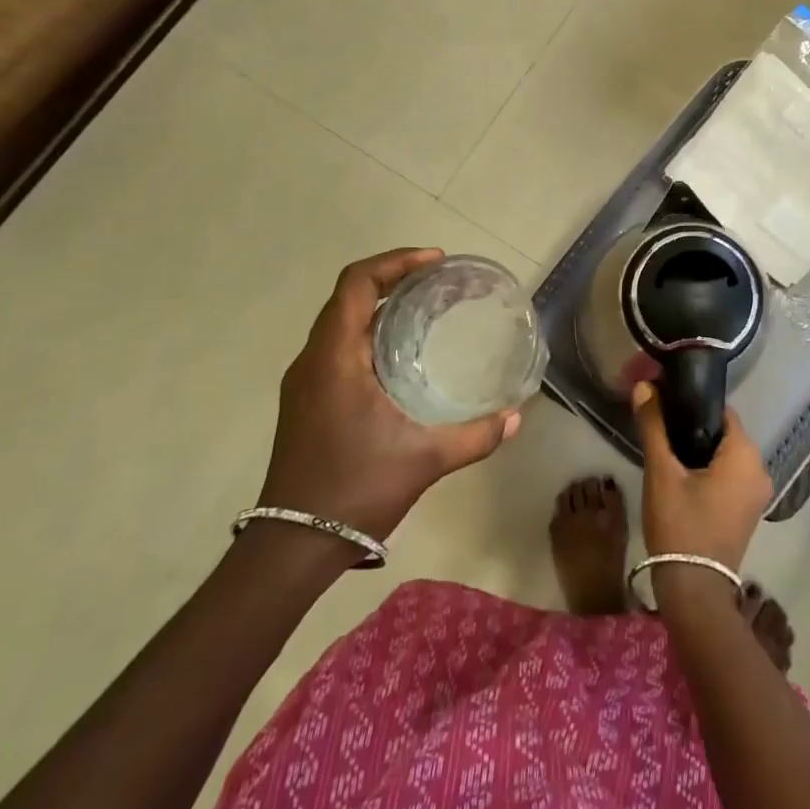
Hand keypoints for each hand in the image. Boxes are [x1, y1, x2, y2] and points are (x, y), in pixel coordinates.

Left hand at [257, 247, 521, 541]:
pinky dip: (368, 332)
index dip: (395, 262)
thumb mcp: (425, 460)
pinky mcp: (305, 400)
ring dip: (379, 305)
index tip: (435, 261)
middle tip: (438, 281)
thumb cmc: (356, 490)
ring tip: (425, 309)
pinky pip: (336, 345)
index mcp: (335, 358)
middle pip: (349, 296)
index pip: (357, 284)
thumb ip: (475, 436)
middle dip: (393, 278)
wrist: (292, 546)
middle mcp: (313, 360)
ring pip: (340, 321)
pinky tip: (400, 354)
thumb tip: (516, 417)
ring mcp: (305, 382)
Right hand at [632, 380, 771, 574]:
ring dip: (700, 451)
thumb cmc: (680, 525)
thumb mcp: (662, 472)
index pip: (721, 411)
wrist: (694, 591)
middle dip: (694, 428)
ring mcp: (757, 494)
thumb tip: (644, 386)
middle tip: (662, 430)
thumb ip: (654, 426)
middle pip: (724, 433)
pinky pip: (730, 477)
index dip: (693, 404)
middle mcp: (760, 469)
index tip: (667, 405)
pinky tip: (683, 477)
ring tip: (668, 452)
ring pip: (726, 456)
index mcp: (746, 454)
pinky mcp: (749, 512)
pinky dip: (710, 472)